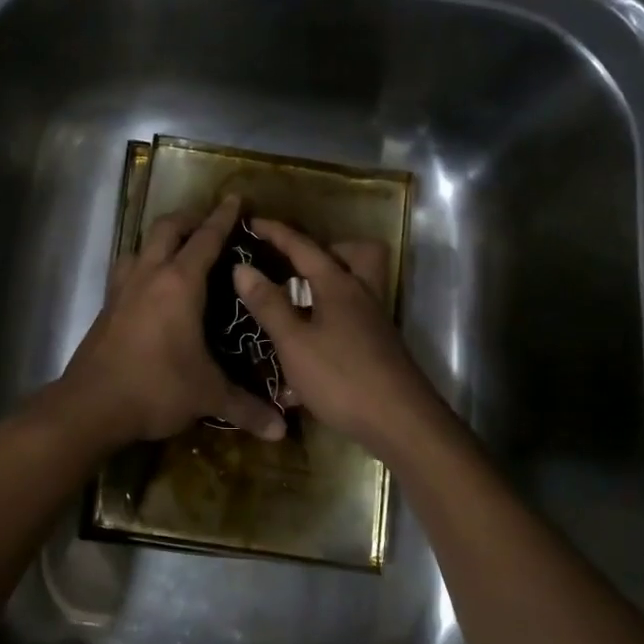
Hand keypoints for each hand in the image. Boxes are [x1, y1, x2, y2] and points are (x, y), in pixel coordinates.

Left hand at [57, 195, 286, 445]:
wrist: (91, 406)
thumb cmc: (156, 388)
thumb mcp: (207, 396)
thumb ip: (246, 407)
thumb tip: (281, 430)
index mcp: (180, 284)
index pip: (206, 238)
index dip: (223, 217)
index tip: (235, 199)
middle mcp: (149, 275)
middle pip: (168, 227)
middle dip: (190, 218)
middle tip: (209, 223)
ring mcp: (122, 288)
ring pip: (141, 244)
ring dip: (161, 239)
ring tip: (178, 250)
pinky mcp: (106, 306)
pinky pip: (126, 269)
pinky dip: (142, 264)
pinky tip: (150, 285)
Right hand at [230, 218, 451, 456]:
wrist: (400, 421)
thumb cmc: (342, 377)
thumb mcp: (295, 342)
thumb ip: (269, 304)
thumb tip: (242, 267)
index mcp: (339, 285)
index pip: (303, 247)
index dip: (276, 233)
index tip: (252, 221)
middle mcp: (362, 294)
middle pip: (353, 254)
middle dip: (324, 250)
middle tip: (295, 265)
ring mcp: (374, 321)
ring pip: (355, 285)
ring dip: (326, 286)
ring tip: (295, 303)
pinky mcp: (379, 345)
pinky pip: (353, 316)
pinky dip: (331, 319)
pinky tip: (309, 349)